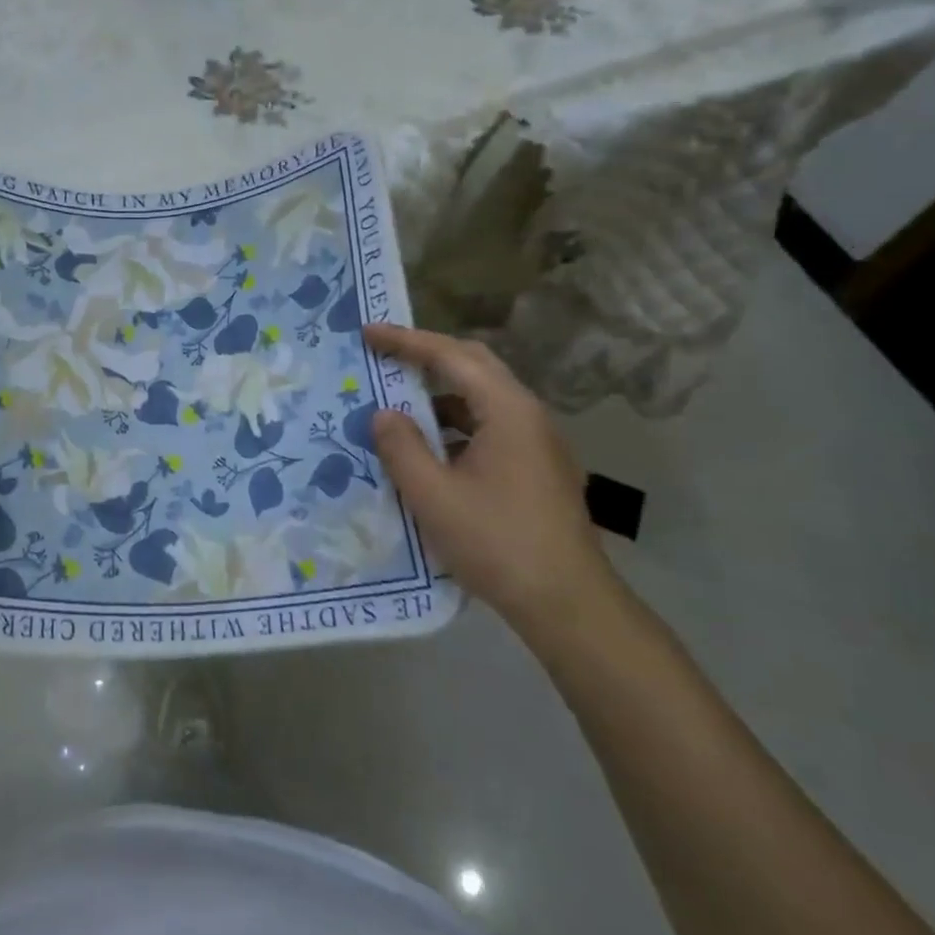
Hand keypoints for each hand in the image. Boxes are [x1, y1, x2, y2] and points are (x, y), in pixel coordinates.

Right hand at [365, 324, 619, 627]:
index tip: (368, 332)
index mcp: (507, 410)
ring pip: (483, 400)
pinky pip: (490, 428)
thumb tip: (384, 414)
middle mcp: (528, 416)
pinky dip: (455, 426)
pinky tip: (431, 451)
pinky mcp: (538, 469)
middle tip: (384, 356)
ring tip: (398, 405)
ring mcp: (538, 443)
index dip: (406, 341)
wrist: (566, 603)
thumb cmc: (497, 543)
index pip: (451, 356)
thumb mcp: (433, 496)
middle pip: (474, 367)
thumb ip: (402, 448)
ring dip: (440, 396)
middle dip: (427, 357)